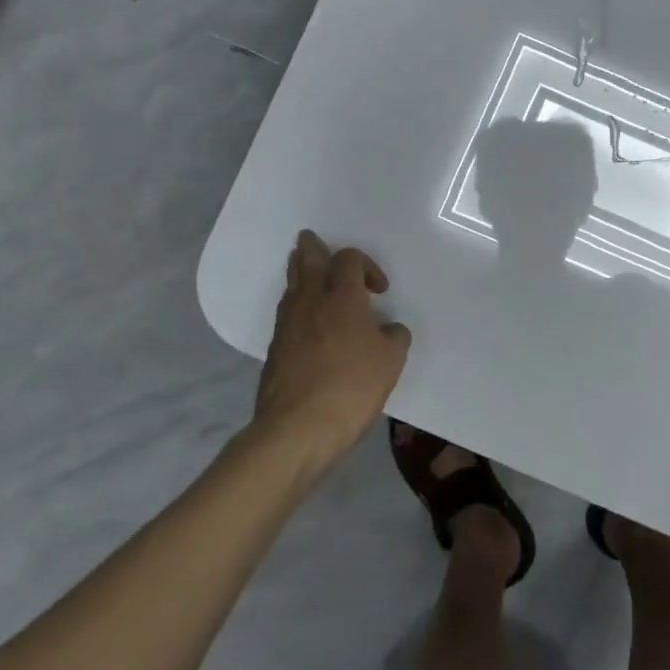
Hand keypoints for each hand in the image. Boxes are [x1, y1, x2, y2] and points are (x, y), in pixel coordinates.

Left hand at [253, 231, 411, 464]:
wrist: (296, 429)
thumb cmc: (351, 387)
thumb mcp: (391, 361)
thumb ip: (394, 336)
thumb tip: (388, 330)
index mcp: (342, 297)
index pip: (348, 259)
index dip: (366, 265)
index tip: (379, 290)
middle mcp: (310, 301)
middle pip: (307, 260)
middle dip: (313, 248)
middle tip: (312, 240)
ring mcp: (287, 324)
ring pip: (291, 284)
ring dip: (301, 273)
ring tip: (307, 271)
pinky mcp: (275, 348)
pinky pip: (286, 311)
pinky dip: (296, 303)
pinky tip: (306, 317)